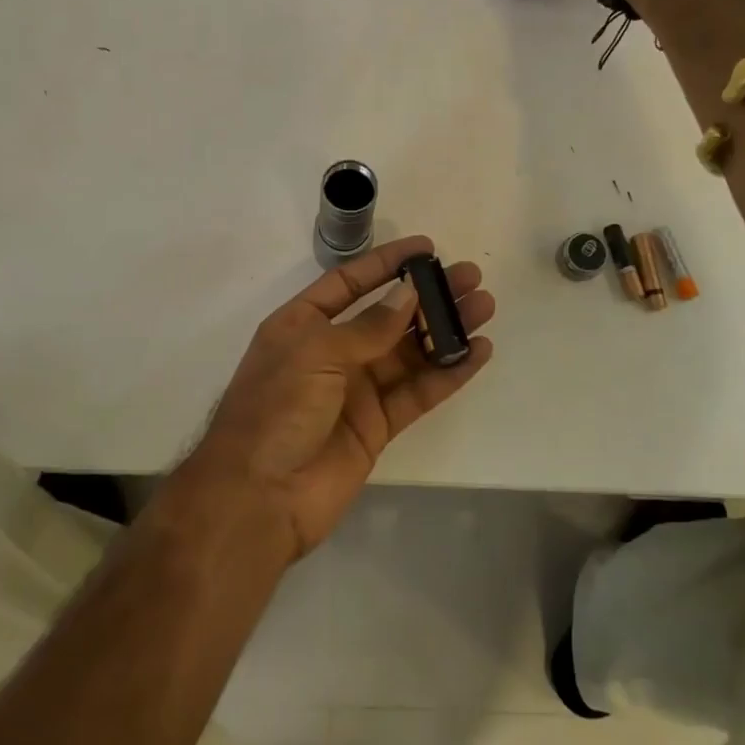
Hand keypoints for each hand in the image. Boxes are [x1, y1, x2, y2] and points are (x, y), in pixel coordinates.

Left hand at [174, 236, 494, 558]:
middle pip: (388, 315)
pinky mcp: (378, 425)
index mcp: (302, 325)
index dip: (386, 263)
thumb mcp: (315, 353)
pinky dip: (448, 373)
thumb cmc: (276, 409)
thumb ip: (367, 327)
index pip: (349, 283)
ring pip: (409, 352)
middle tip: (471, 278)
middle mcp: (331, 351)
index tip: (427, 248)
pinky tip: (477, 354)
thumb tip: (409, 294)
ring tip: (484, 308)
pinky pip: (418, 392)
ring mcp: (356, 390)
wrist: (259, 496)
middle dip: (428, 296)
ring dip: (445, 330)